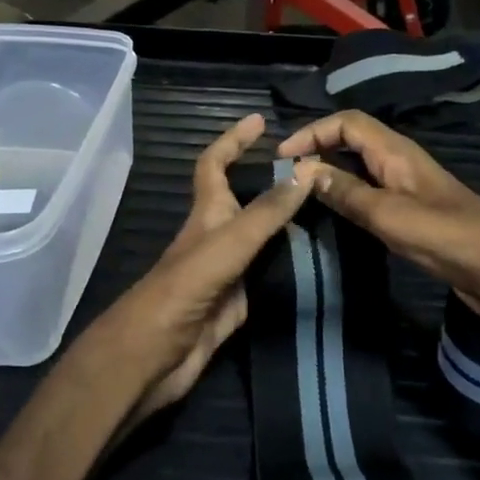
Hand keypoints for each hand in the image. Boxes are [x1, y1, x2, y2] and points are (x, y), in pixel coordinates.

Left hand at [84, 114, 312, 420]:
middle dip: (274, 181)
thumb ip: (265, 213)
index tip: (260, 121)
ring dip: (288, 222)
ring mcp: (227, 272)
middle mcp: (217, 238)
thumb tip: (307, 171)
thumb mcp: (225, 247)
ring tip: (328, 208)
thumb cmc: (180, 294)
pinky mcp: (237, 303)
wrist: (151, 359)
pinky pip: (269, 274)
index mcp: (206, 216)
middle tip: (316, 171)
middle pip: (245, 199)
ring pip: (261, 237)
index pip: (215, 165)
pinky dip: (290, 264)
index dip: (233, 140)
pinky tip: (317, 262)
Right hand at [276, 111, 479, 327]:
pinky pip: (370, 194)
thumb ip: (346, 193)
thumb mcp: (389, 215)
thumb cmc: (448, 237)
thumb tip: (304, 172)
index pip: (347, 122)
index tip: (282, 156)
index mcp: (396, 152)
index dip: (312, 132)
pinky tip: (333, 217)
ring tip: (298, 195)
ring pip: (359, 169)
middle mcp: (400, 163)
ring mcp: (407, 189)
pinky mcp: (412, 214)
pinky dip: (346, 197)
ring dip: (330, 174)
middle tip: (284, 176)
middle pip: (351, 141)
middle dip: (317, 149)